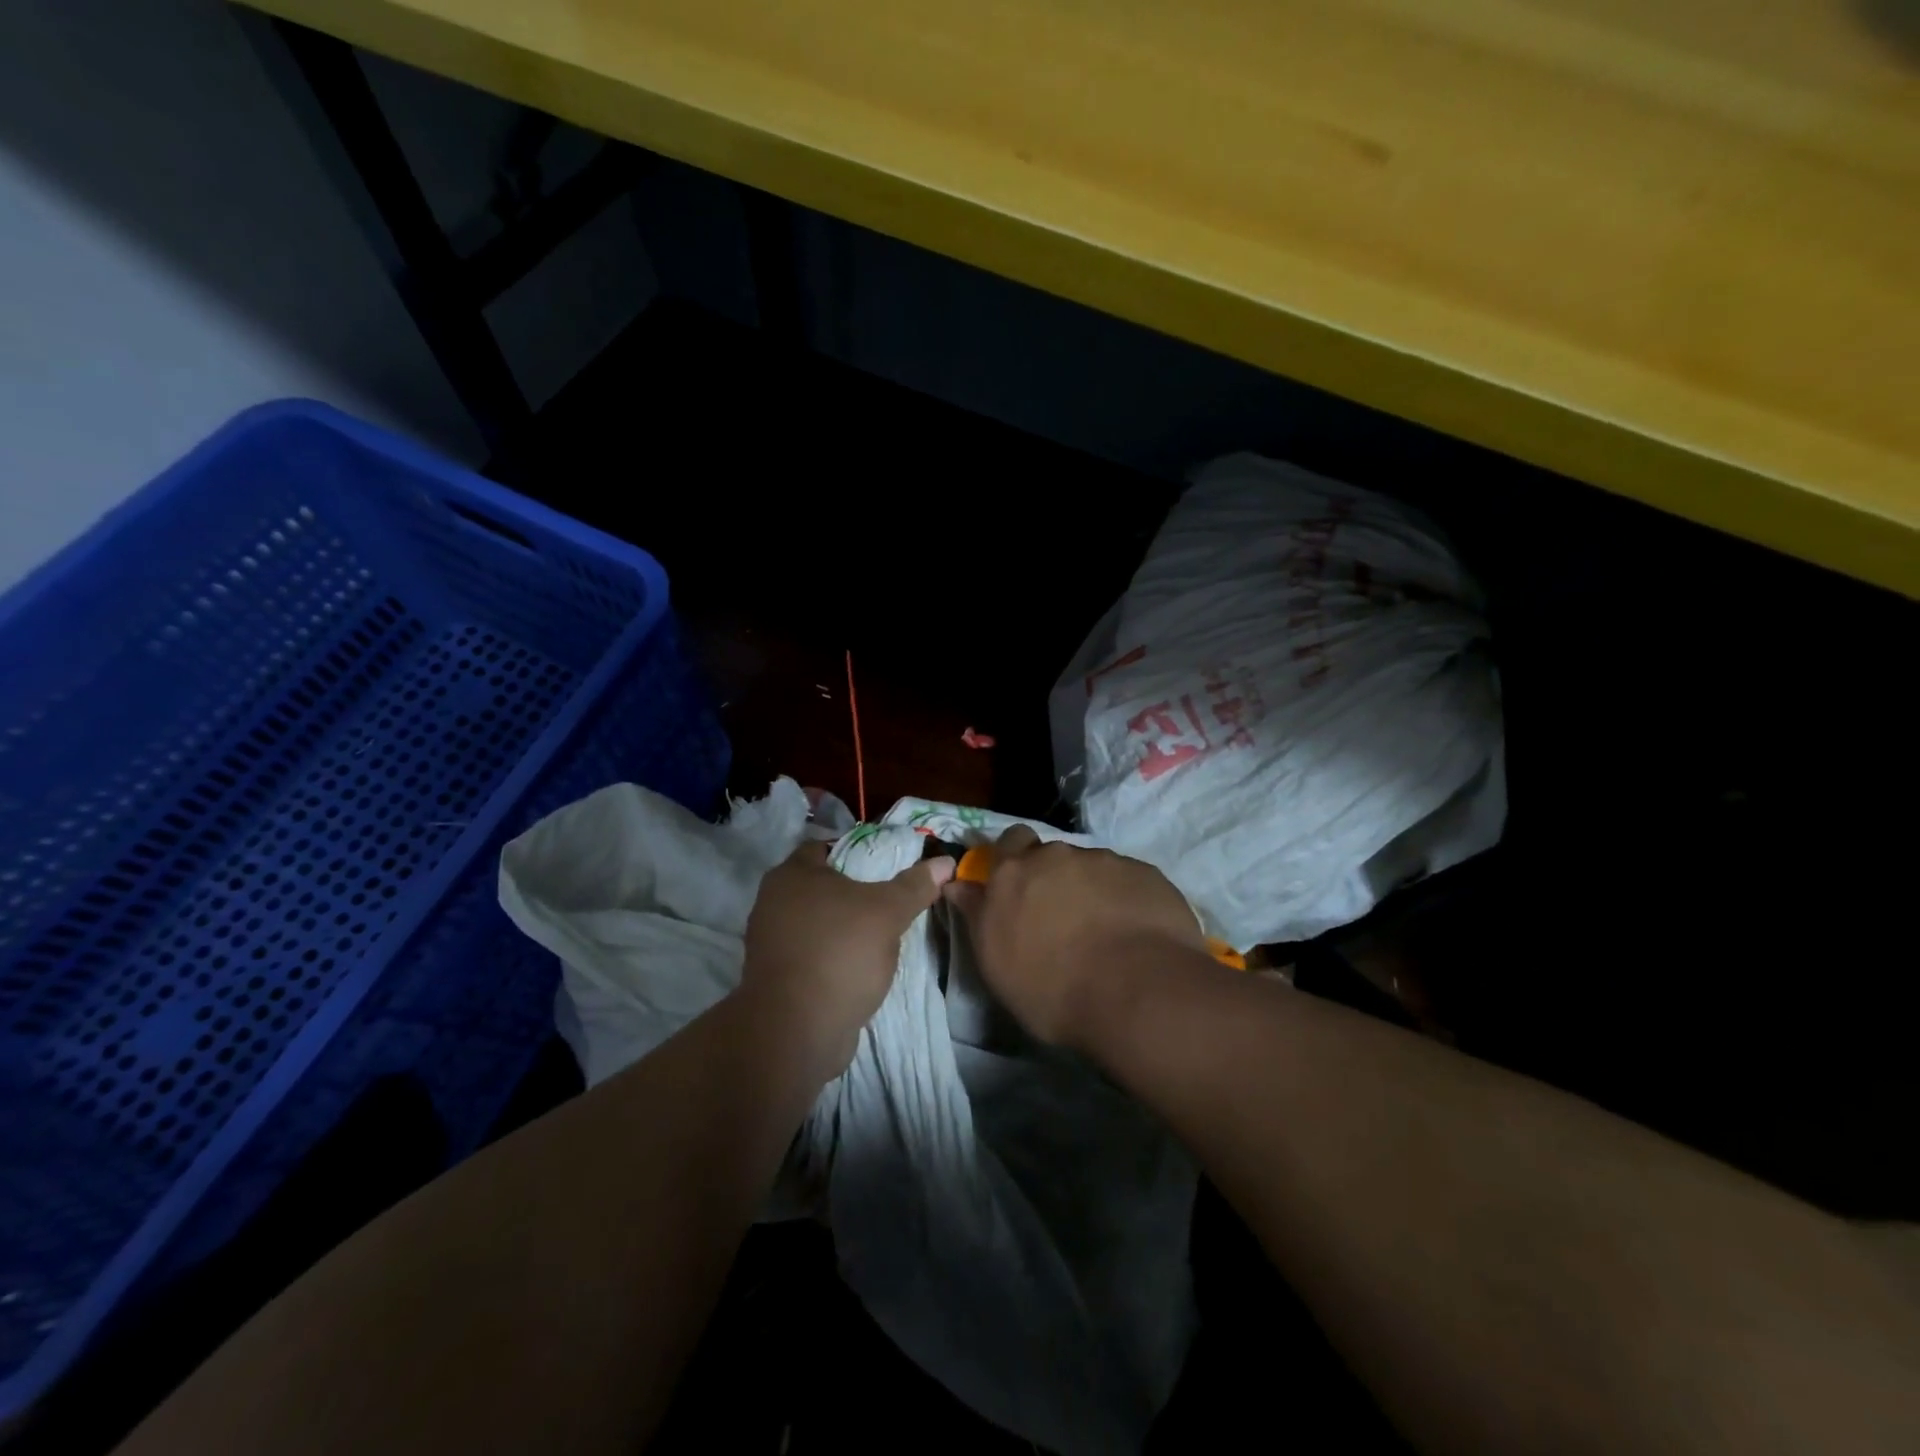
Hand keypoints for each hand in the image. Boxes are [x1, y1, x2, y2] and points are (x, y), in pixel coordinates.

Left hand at [742, 842, 952, 1076]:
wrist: (796, 1031)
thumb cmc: (840, 953)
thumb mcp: (888, 913)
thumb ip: (914, 885)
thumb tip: (945, 862)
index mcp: (791, 874)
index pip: (826, 847)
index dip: (858, 852)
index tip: (887, 865)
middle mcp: (772, 902)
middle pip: (821, 886)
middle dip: (853, 892)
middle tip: (888, 900)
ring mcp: (770, 942)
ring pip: (816, 922)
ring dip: (843, 927)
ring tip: (879, 935)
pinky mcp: (775, 977)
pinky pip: (811, 953)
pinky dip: (832, 955)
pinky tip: (859, 966)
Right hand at [943, 826, 1206, 1047]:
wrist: (1137, 991)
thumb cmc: (1053, 988)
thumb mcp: (997, 963)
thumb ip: (978, 915)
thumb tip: (958, 885)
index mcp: (1014, 873)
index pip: (1008, 842)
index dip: (1013, 858)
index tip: (1018, 886)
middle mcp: (1057, 856)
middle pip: (1051, 855)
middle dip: (1052, 876)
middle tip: (1060, 915)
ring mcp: (1105, 861)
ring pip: (1091, 867)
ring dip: (1090, 888)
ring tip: (1103, 930)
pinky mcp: (1145, 872)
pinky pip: (1127, 880)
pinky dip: (1125, 898)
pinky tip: (1134, 931)